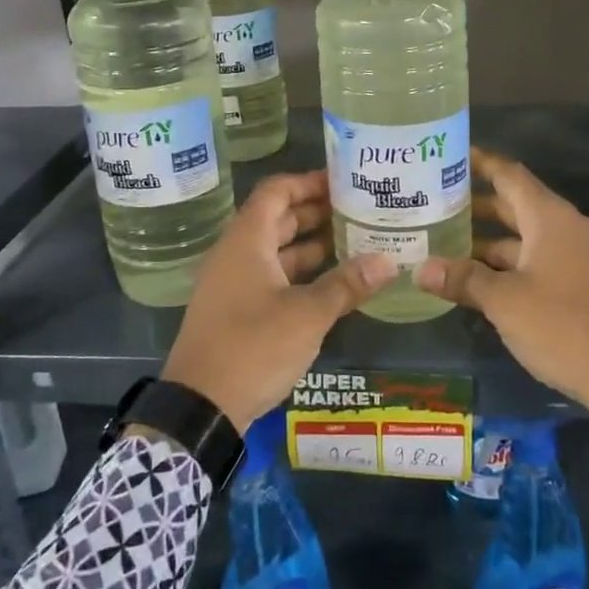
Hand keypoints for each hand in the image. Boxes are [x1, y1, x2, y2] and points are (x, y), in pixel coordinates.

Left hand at [162, 171, 396, 432]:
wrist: (200, 406)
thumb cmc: (252, 347)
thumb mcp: (307, 315)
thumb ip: (346, 285)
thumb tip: (388, 261)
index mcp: (246, 241)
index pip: (276, 191)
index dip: (308, 182)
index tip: (343, 182)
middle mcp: (236, 254)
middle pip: (277, 218)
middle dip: (316, 212)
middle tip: (358, 210)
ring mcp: (233, 283)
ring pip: (275, 250)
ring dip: (310, 244)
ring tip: (354, 242)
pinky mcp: (235, 310)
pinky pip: (271, 276)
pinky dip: (299, 272)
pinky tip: (331, 283)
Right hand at [416, 148, 588, 446]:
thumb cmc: (565, 327)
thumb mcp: (505, 302)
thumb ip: (463, 280)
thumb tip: (420, 270)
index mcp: (550, 218)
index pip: (510, 175)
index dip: (480, 162)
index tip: (448, 155)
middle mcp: (566, 228)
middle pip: (515, 204)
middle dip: (476, 204)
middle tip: (432, 202)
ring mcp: (577, 257)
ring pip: (524, 237)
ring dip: (488, 239)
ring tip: (444, 241)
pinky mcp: (581, 283)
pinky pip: (536, 260)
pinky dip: (507, 263)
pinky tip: (476, 278)